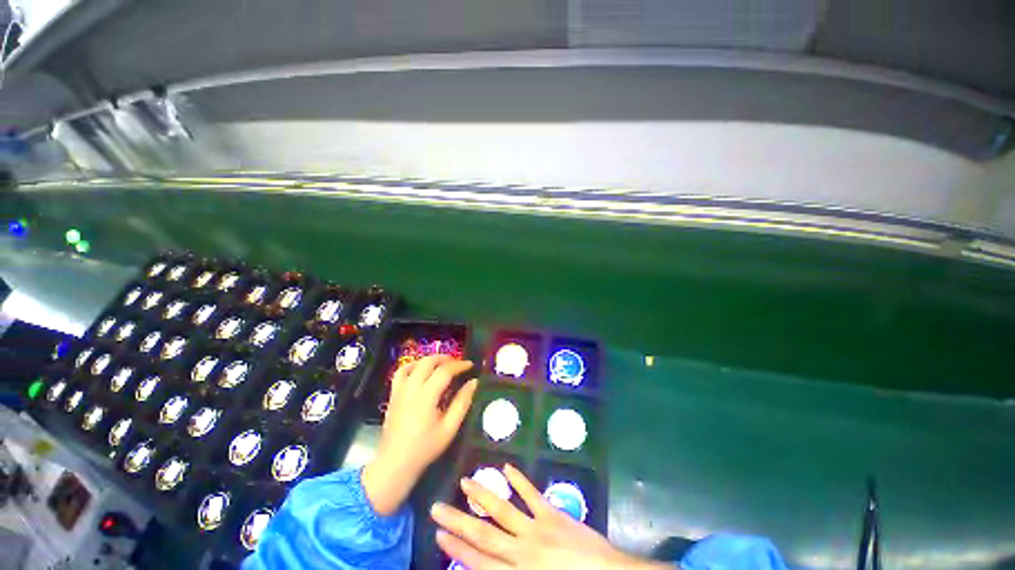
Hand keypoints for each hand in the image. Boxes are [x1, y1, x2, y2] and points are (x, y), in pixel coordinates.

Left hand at [363, 355, 477, 515]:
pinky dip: (412, 366)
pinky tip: (420, 370)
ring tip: (442, 364)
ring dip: (430, 360)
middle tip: (458, 364)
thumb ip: (462, 402)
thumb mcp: (449, 428)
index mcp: (426, 396)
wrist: (395, 463)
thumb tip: (474, 382)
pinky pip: (401, 372)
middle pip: (429, 362)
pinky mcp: (393, 395)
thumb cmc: (425, 447)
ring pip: (415, 363)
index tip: (471, 365)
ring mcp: (400, 390)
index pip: (445, 371)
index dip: (460, 365)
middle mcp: (412, 388)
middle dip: (446, 359)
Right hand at [431, 464, 668, 569]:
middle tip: (438, 506)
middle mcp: (520, 553)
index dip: (456, 548)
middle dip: (458, 522)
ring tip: (465, 481)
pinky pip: (531, 494)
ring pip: (502, 510)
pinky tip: (506, 467)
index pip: (478, 562)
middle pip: (483, 536)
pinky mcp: (551, 514)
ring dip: (482, 495)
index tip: (439, 534)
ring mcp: (536, 529)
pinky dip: (518, 480)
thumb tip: (489, 565)